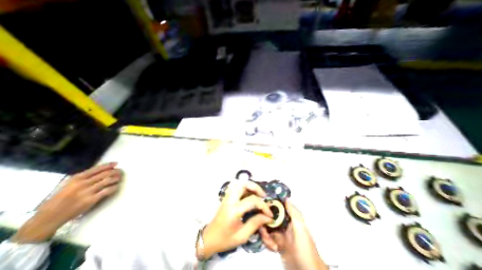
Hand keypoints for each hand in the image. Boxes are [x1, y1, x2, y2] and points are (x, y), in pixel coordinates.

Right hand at [12, 163, 121, 243]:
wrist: (48, 217)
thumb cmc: (61, 199)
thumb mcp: (69, 184)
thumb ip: (84, 177)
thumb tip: (103, 170)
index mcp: (76, 178)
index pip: (97, 168)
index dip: (109, 165)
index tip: (116, 163)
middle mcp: (82, 183)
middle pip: (105, 174)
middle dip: (116, 171)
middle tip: (120, 172)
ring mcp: (86, 192)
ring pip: (108, 181)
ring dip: (116, 178)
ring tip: (119, 178)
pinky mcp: (91, 200)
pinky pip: (108, 190)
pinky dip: (115, 187)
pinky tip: (116, 186)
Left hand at [200, 180, 272, 257]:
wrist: (209, 238)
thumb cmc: (225, 239)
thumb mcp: (242, 236)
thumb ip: (255, 223)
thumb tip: (268, 217)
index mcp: (234, 210)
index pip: (252, 201)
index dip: (263, 206)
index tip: (270, 214)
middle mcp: (230, 199)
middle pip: (243, 184)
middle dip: (255, 187)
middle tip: (263, 196)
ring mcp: (227, 196)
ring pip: (239, 183)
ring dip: (250, 186)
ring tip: (257, 194)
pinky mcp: (227, 197)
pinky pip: (236, 187)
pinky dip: (244, 187)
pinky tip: (249, 194)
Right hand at [260, 201, 326, 269]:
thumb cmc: (305, 248)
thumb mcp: (300, 228)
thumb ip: (293, 213)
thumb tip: (286, 198)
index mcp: (289, 219)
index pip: (277, 209)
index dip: (269, 208)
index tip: (262, 209)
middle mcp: (283, 224)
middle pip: (269, 219)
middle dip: (264, 223)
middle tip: (263, 230)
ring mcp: (280, 235)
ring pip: (267, 229)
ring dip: (265, 235)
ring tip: (271, 244)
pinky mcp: (277, 245)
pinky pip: (268, 240)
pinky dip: (268, 243)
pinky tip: (273, 248)